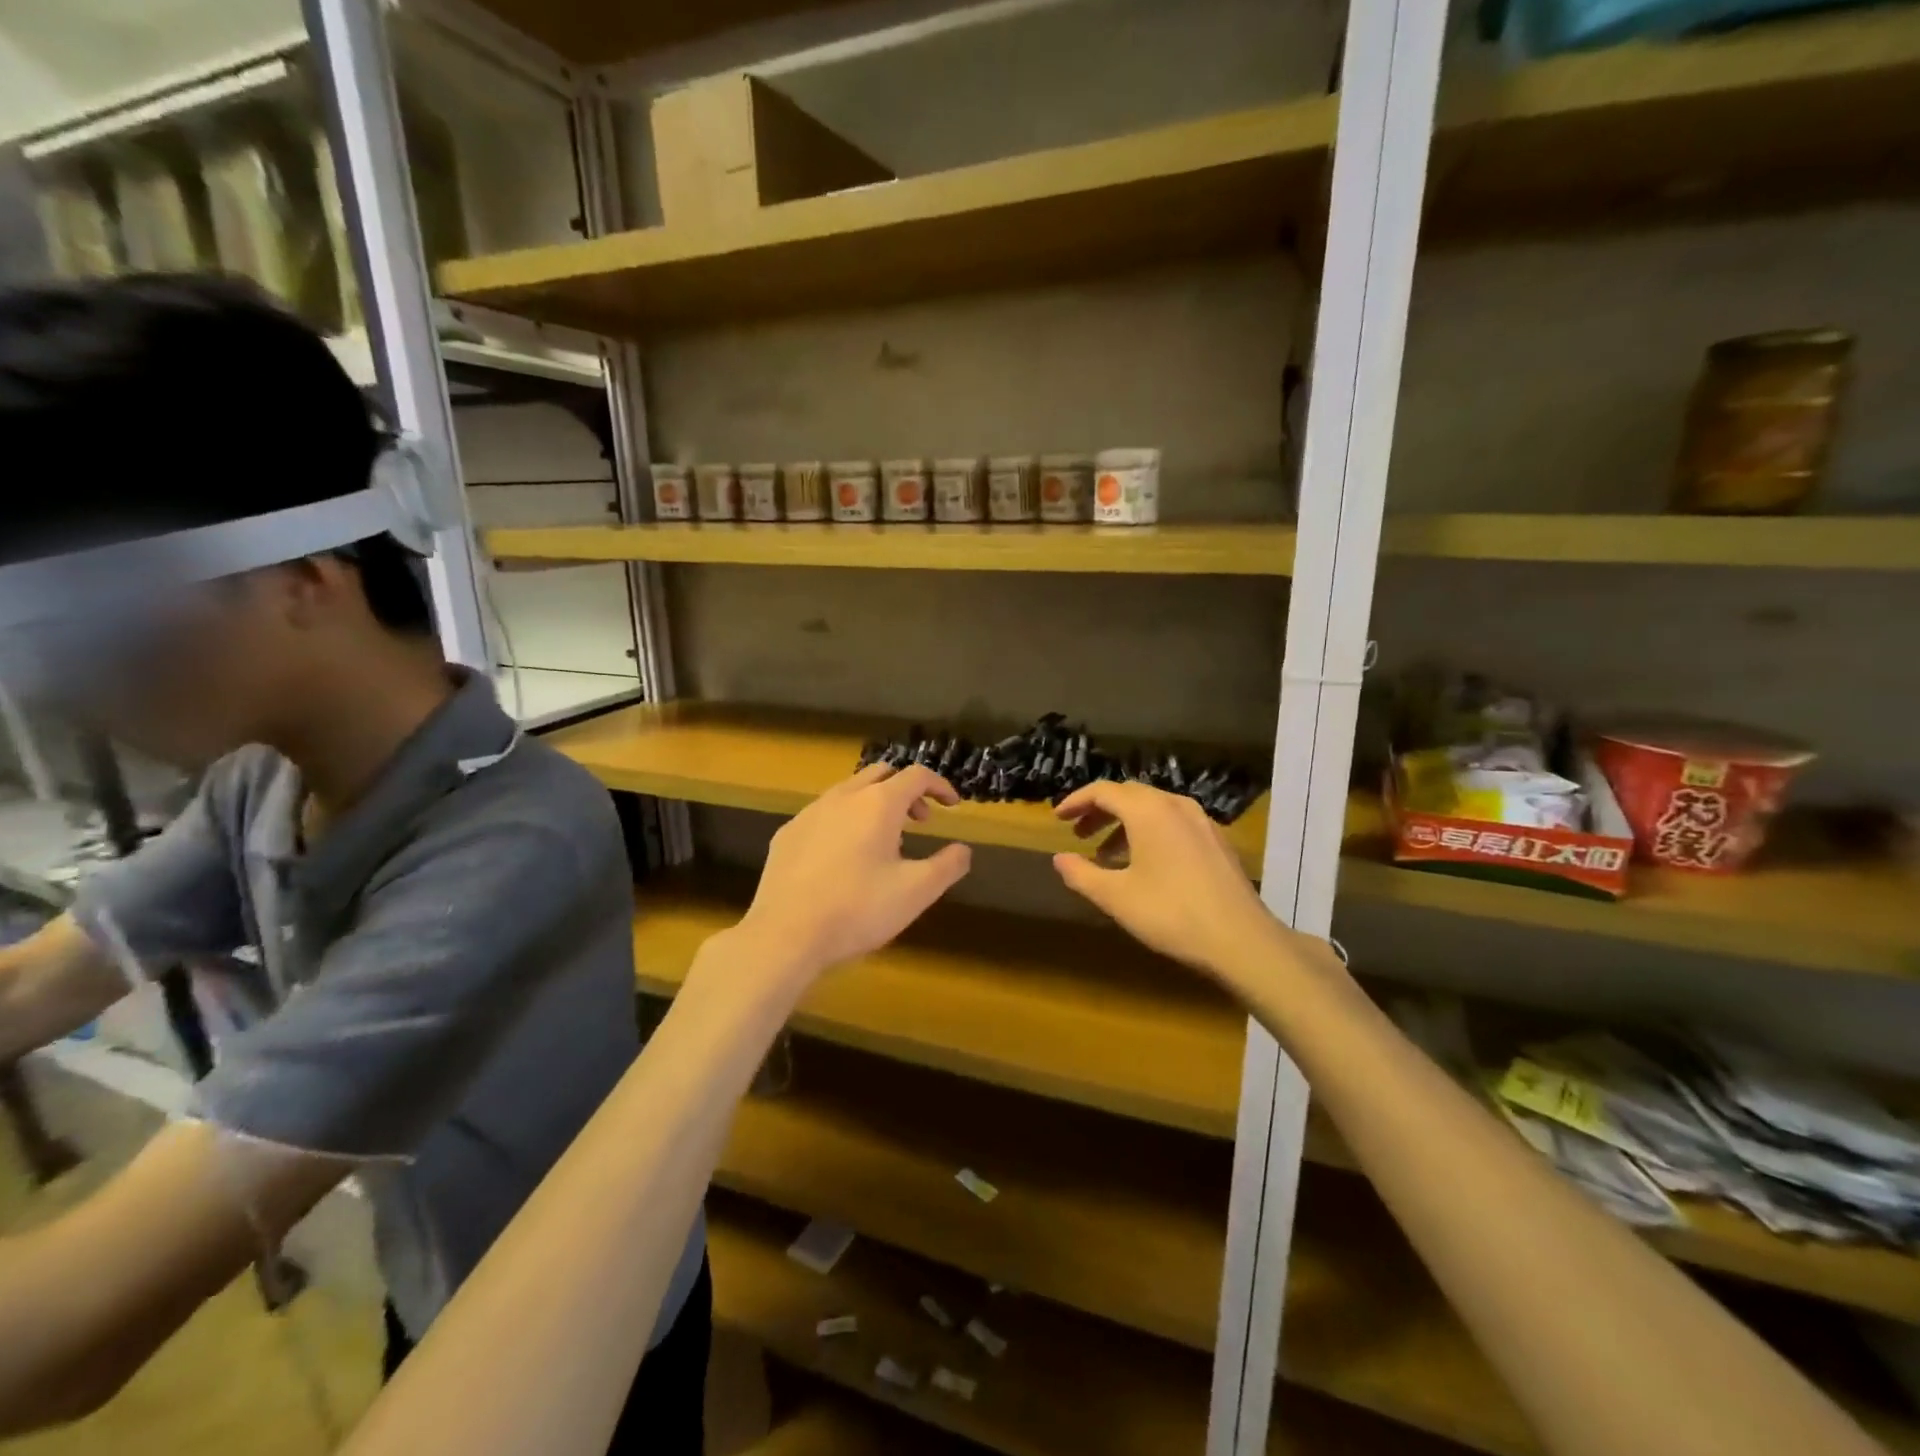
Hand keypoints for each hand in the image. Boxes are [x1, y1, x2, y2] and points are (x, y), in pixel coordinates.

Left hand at [739, 763, 972, 982]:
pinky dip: (845, 820)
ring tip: (884, 840)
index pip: (916, 775)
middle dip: (906, 790)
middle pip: (881, 773)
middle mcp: (844, 797)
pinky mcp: (788, 833)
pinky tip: (843, 856)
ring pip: (850, 790)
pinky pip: (824, 813)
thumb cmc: (858, 909)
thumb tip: (963, 850)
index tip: (952, 805)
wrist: (785, 934)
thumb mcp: (916, 892)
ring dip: (874, 803)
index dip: (939, 786)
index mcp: (878, 804)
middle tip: (920, 819)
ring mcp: (811, 812)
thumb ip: (947, 866)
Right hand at [1052, 781, 1319, 991]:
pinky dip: (1150, 833)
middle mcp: (1176, 805)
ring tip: (1106, 855)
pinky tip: (1145, 865)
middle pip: (1129, 795)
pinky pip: (1174, 823)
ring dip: (1124, 824)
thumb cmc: (1171, 914)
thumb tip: (1059, 859)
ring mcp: (1202, 821)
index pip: (1103, 791)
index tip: (1058, 818)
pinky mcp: (1217, 841)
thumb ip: (1081, 874)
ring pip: (1153, 809)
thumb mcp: (1116, 897)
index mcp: (1148, 811)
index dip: (1076, 801)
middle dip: (1100, 811)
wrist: (1241, 940)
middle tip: (1078, 834)